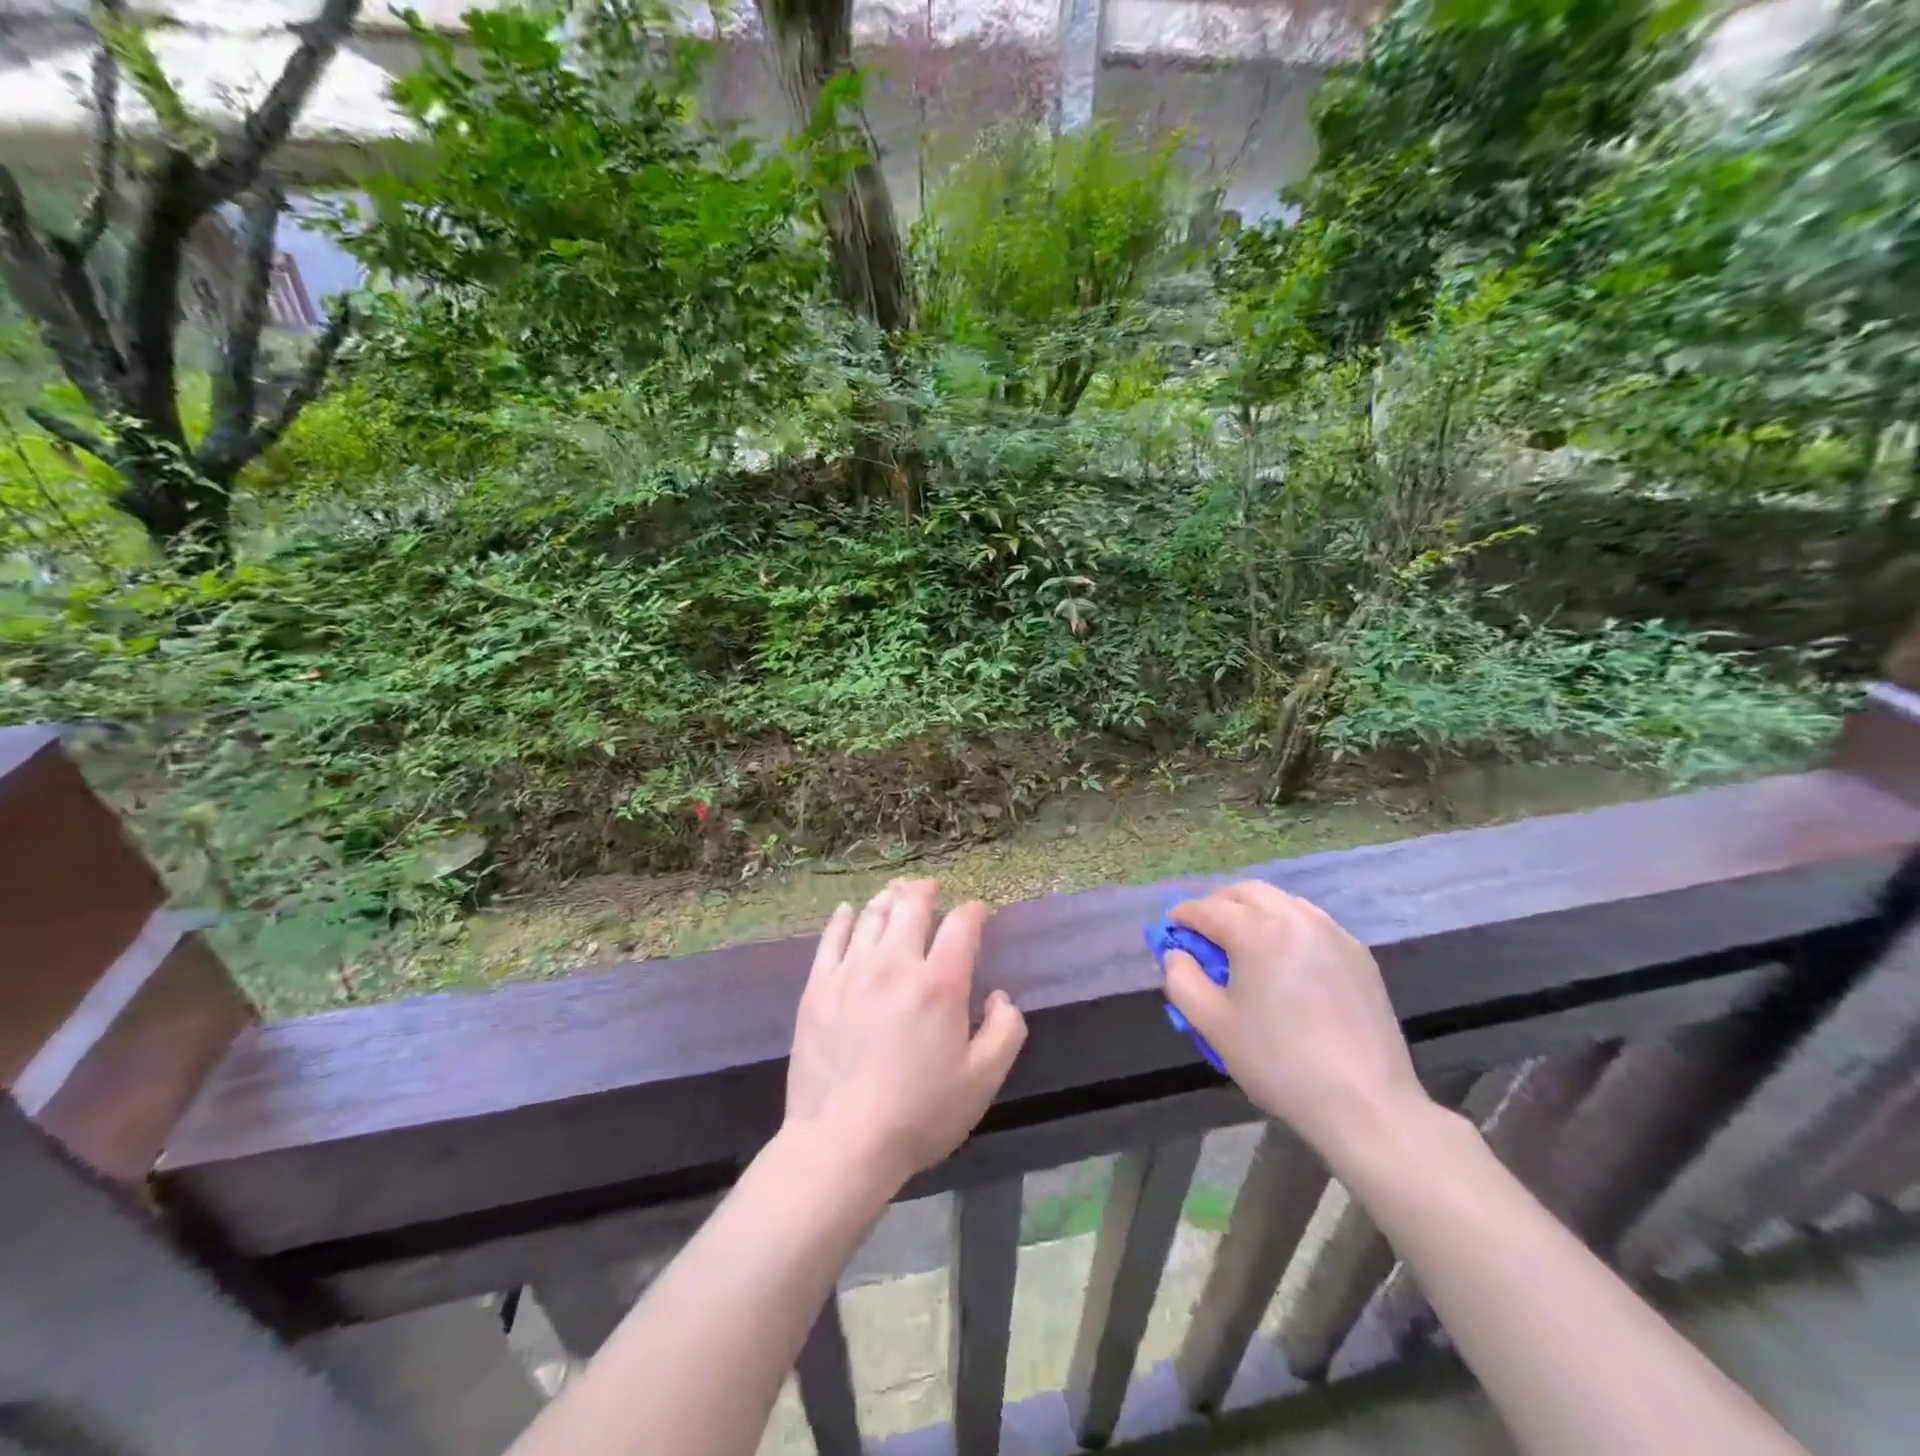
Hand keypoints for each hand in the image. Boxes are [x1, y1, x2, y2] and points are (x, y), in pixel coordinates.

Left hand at [784, 879, 1027, 1196]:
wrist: (842, 1143)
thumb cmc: (919, 1114)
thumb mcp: (982, 1082)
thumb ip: (1004, 1032)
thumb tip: (1001, 997)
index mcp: (939, 984)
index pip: (962, 924)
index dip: (974, 911)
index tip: (978, 913)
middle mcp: (895, 964)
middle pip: (912, 904)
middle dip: (926, 890)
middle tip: (931, 889)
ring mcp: (851, 971)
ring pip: (871, 914)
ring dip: (889, 898)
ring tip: (896, 895)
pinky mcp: (818, 987)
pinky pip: (831, 937)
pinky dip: (844, 918)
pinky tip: (849, 912)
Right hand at [1164, 881, 1428, 1157]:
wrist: (1366, 1103)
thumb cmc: (1279, 1062)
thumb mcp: (1213, 1025)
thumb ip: (1182, 980)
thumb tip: (1177, 954)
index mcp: (1257, 931)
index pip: (1207, 908)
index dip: (1182, 916)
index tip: (1170, 930)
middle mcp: (1295, 918)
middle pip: (1246, 892)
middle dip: (1218, 904)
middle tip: (1204, 933)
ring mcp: (1332, 933)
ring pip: (1282, 901)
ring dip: (1254, 911)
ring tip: (1244, 944)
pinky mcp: (1358, 953)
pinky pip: (1311, 922)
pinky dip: (1287, 926)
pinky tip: (1284, 960)